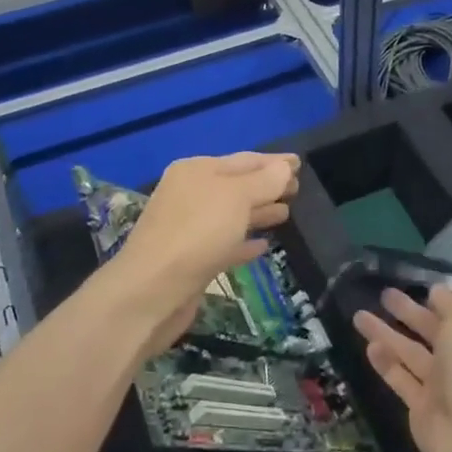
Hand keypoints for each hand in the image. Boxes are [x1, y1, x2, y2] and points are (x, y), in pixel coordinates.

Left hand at [109, 152, 300, 356]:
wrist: (152, 291)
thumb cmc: (197, 234)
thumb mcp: (236, 198)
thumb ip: (263, 181)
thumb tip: (284, 168)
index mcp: (197, 171)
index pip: (244, 160)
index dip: (273, 162)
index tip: (300, 164)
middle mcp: (190, 194)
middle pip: (237, 186)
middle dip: (267, 186)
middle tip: (298, 190)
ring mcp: (188, 228)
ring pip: (231, 215)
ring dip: (258, 212)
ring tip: (286, 214)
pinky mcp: (191, 260)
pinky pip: (225, 244)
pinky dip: (244, 242)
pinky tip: (264, 247)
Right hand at [353, 285, 451, 451]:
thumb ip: (450, 302)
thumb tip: (436, 292)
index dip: (442, 301)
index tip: (421, 288)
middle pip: (432, 331)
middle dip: (409, 312)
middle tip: (384, 294)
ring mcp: (443, 385)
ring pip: (410, 353)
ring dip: (386, 334)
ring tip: (359, 315)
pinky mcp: (421, 406)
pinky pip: (401, 379)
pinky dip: (386, 363)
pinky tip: (369, 346)